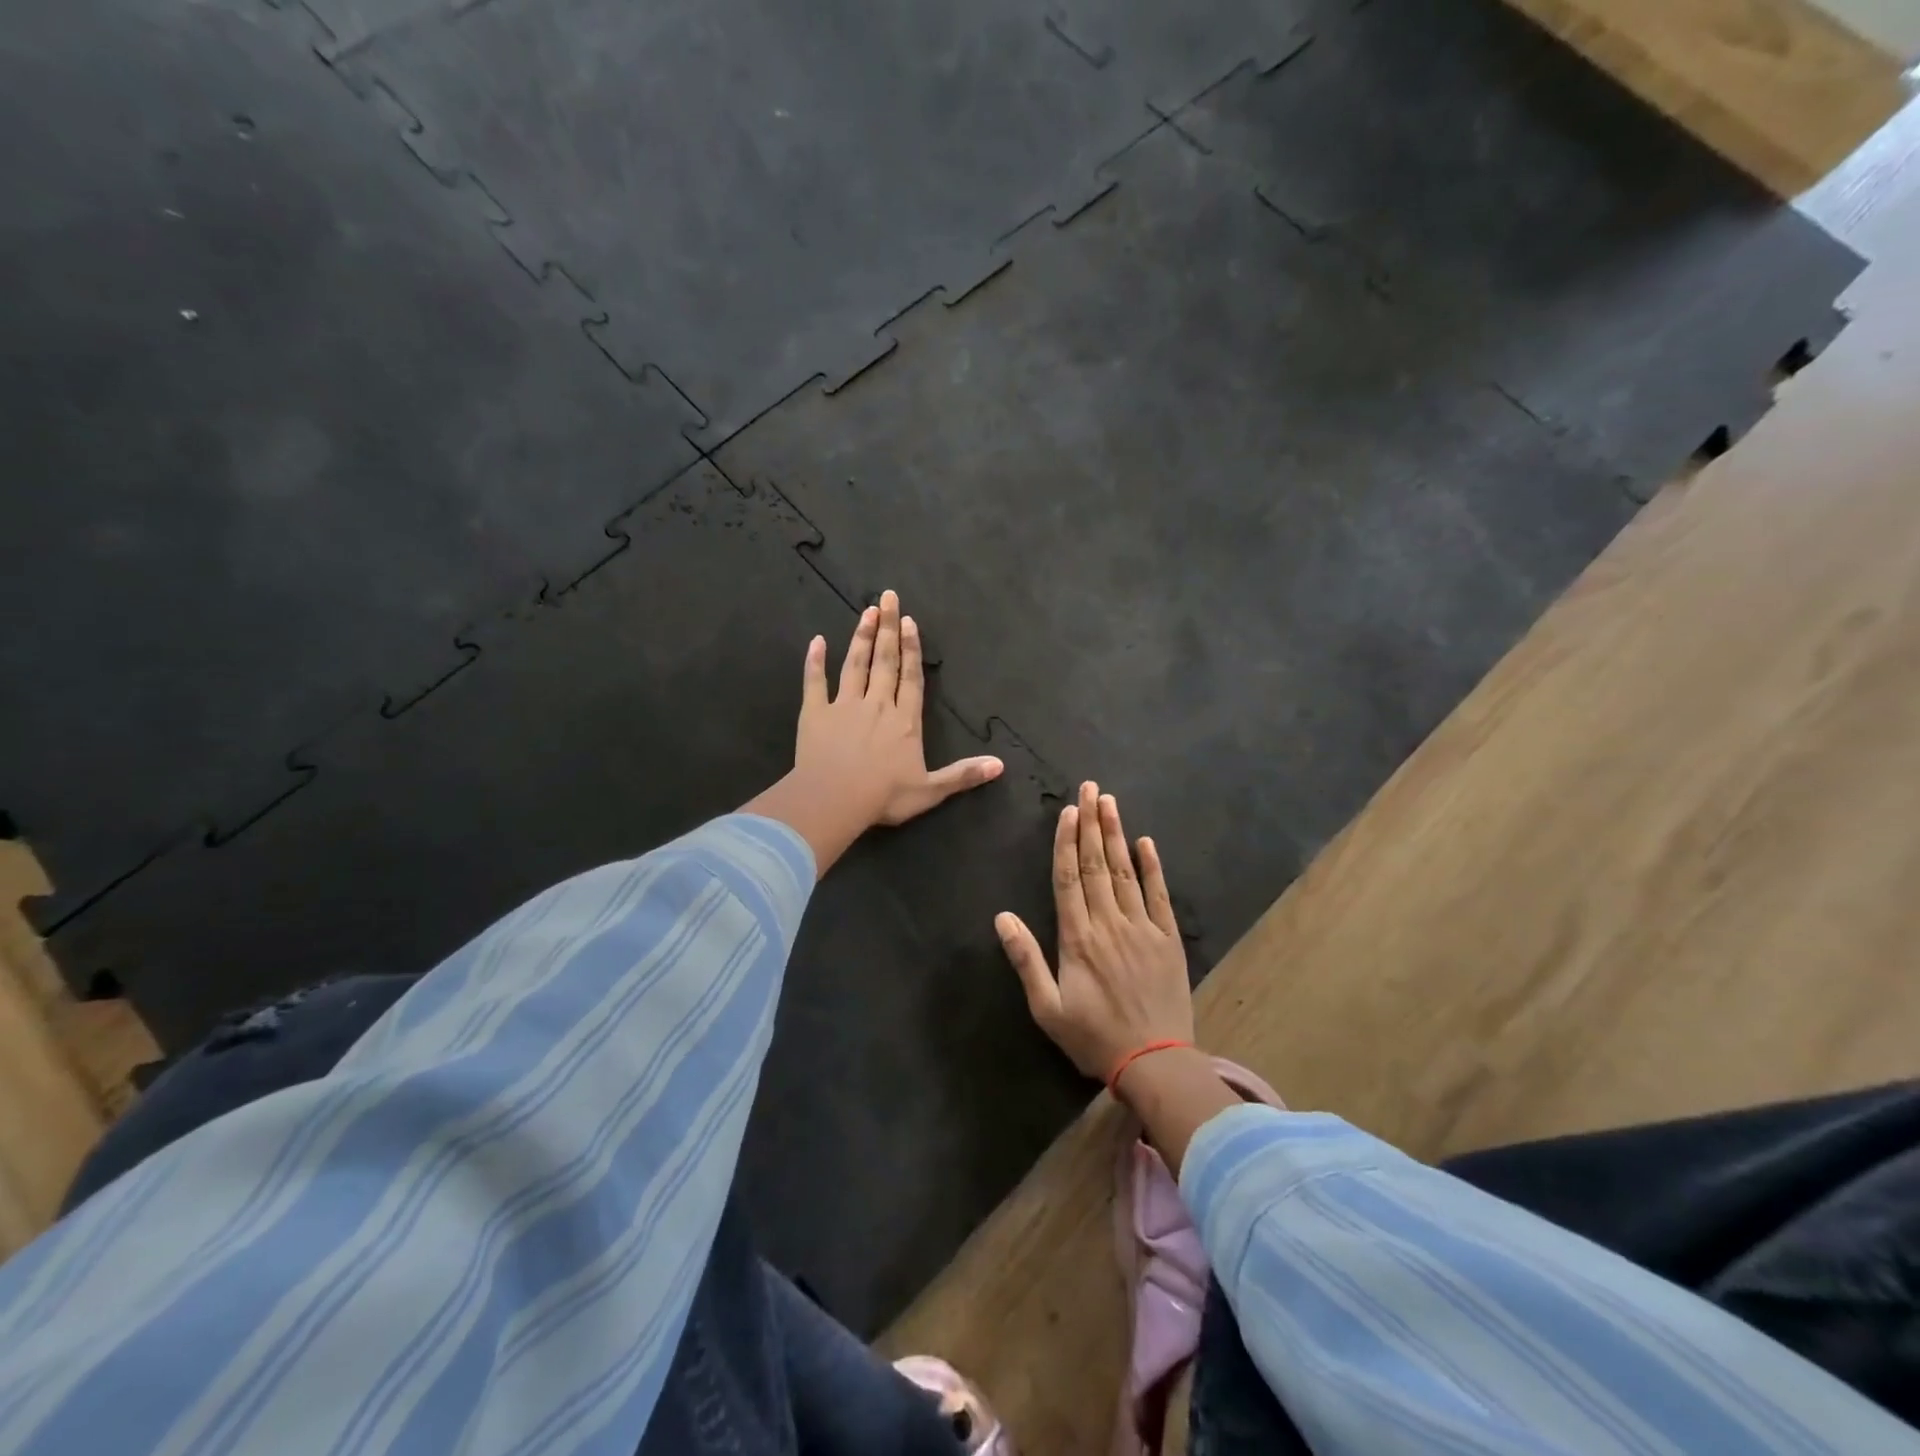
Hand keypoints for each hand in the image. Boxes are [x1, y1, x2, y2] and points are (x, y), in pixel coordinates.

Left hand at [744, 590, 1002, 875]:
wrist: (834, 800)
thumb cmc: (884, 796)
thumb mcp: (931, 790)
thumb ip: (963, 775)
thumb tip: (1000, 765)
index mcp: (905, 721)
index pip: (911, 678)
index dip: (912, 649)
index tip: (909, 620)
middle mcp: (877, 705)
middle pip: (885, 661)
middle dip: (888, 629)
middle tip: (887, 597)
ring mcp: (844, 706)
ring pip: (855, 665)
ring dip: (861, 637)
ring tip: (866, 612)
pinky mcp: (815, 713)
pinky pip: (815, 683)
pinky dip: (815, 662)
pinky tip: (816, 642)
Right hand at [997, 781, 1193, 1080]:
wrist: (1154, 1063)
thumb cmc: (1094, 1037)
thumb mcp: (1048, 1009)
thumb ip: (1026, 960)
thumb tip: (1002, 918)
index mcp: (1078, 938)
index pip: (1069, 879)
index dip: (1066, 842)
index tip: (1067, 811)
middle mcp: (1109, 924)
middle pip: (1097, 865)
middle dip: (1091, 824)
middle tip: (1089, 788)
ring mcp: (1142, 928)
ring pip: (1125, 872)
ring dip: (1116, 835)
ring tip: (1110, 802)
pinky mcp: (1169, 939)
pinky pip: (1159, 896)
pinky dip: (1153, 867)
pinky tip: (1146, 842)